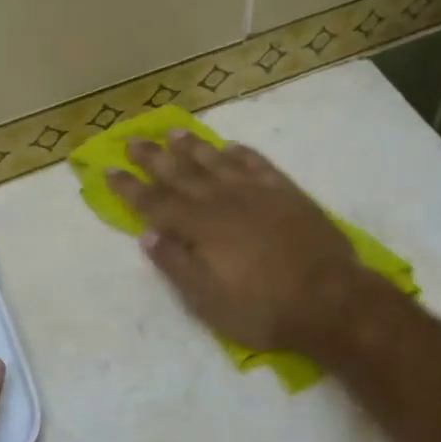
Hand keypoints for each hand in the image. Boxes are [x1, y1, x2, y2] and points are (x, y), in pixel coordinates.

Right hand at [106, 131, 374, 356]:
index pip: (154, 202)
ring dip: (193, 147)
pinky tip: (230, 146)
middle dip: (153, 158)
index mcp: (199, 227)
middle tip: (133, 140)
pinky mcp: (286, 192)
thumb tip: (146, 234)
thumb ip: (176, 264)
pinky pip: (257, 163)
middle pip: (180, 173)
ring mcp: (256, 192)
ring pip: (216, 161)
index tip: (109, 170)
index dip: (130, 188)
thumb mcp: (208, 301)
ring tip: (173, 132)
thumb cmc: (263, 309)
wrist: (330, 299)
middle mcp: (222, 200)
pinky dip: (241, 153)